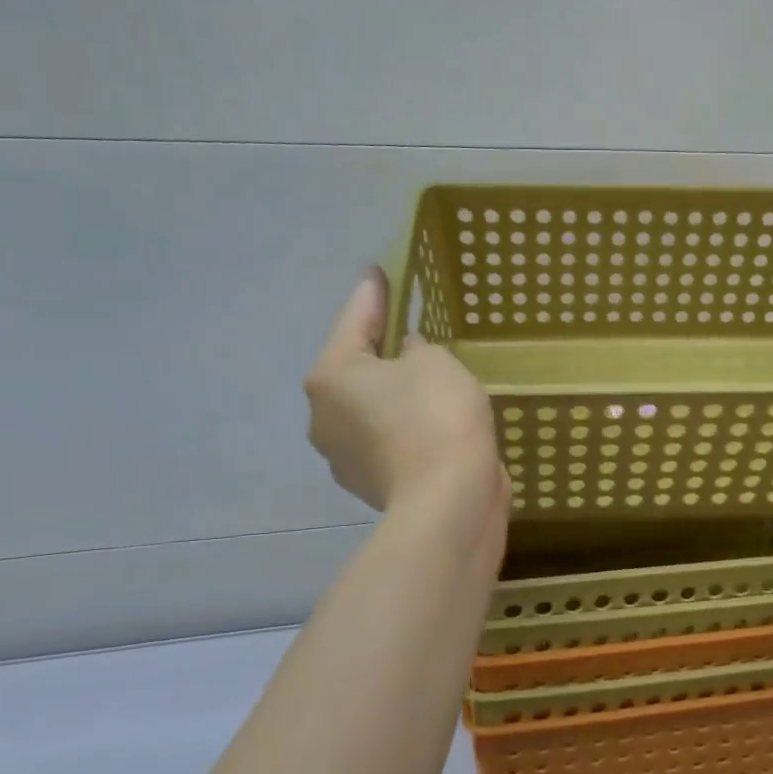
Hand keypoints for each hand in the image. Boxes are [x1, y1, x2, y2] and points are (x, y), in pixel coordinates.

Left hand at [305, 270, 507, 516]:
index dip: (373, 293)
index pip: (355, 321)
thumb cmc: (436, 416)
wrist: (448, 502)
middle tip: (408, 327)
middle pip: (356, 368)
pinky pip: (389, 437)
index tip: (378, 271)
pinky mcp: (372, 483)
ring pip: (372, 406)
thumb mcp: (434, 361)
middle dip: (381, 348)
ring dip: (395, 391)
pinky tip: (434, 419)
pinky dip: (407, 424)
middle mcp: (325, 415)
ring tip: (428, 378)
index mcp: (331, 376)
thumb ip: (417, 348)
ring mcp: (344, 456)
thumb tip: (406, 357)